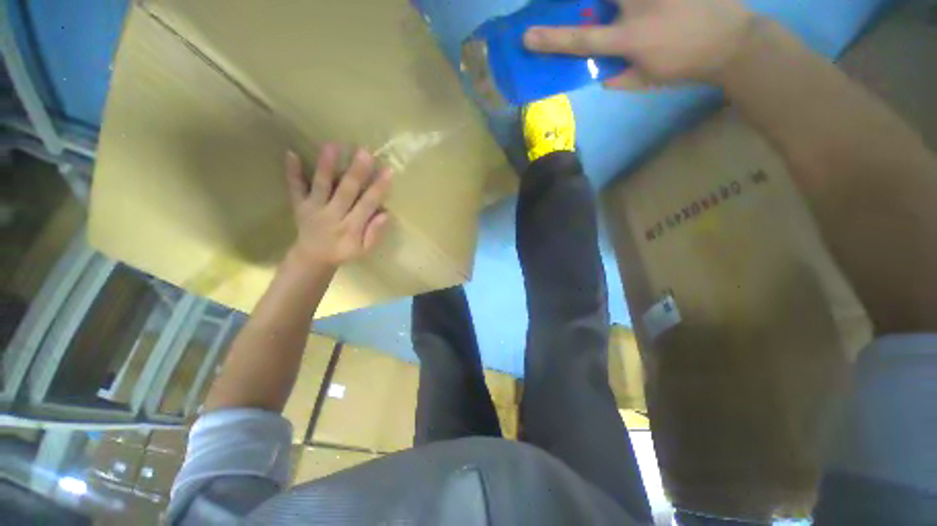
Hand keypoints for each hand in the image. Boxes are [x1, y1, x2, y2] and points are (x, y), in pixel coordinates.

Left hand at [285, 144, 391, 268]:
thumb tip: (385, 213)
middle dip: (356, 172)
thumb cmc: (343, 253)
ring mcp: (313, 208)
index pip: (367, 204)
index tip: (388, 170)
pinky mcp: (299, 205)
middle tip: (364, 152)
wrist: (312, 259)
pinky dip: (292, 172)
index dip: (378, 188)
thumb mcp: (363, 250)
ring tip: (332, 145)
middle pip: (346, 191)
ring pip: (321, 186)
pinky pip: (294, 188)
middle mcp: (332, 215)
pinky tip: (291, 153)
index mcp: (351, 227)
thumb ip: (374, 233)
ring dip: (326, 166)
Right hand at [523, 0, 755, 88]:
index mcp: (631, 39)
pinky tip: (641, 10)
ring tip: (618, 17)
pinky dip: (632, 2)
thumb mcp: (645, 82)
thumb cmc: (683, 66)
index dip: (552, 39)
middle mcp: (640, 5)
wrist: (731, 42)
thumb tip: (597, 67)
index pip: (582, 40)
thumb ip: (616, 76)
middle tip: (583, 9)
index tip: (528, 37)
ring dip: (609, 3)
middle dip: (586, 3)